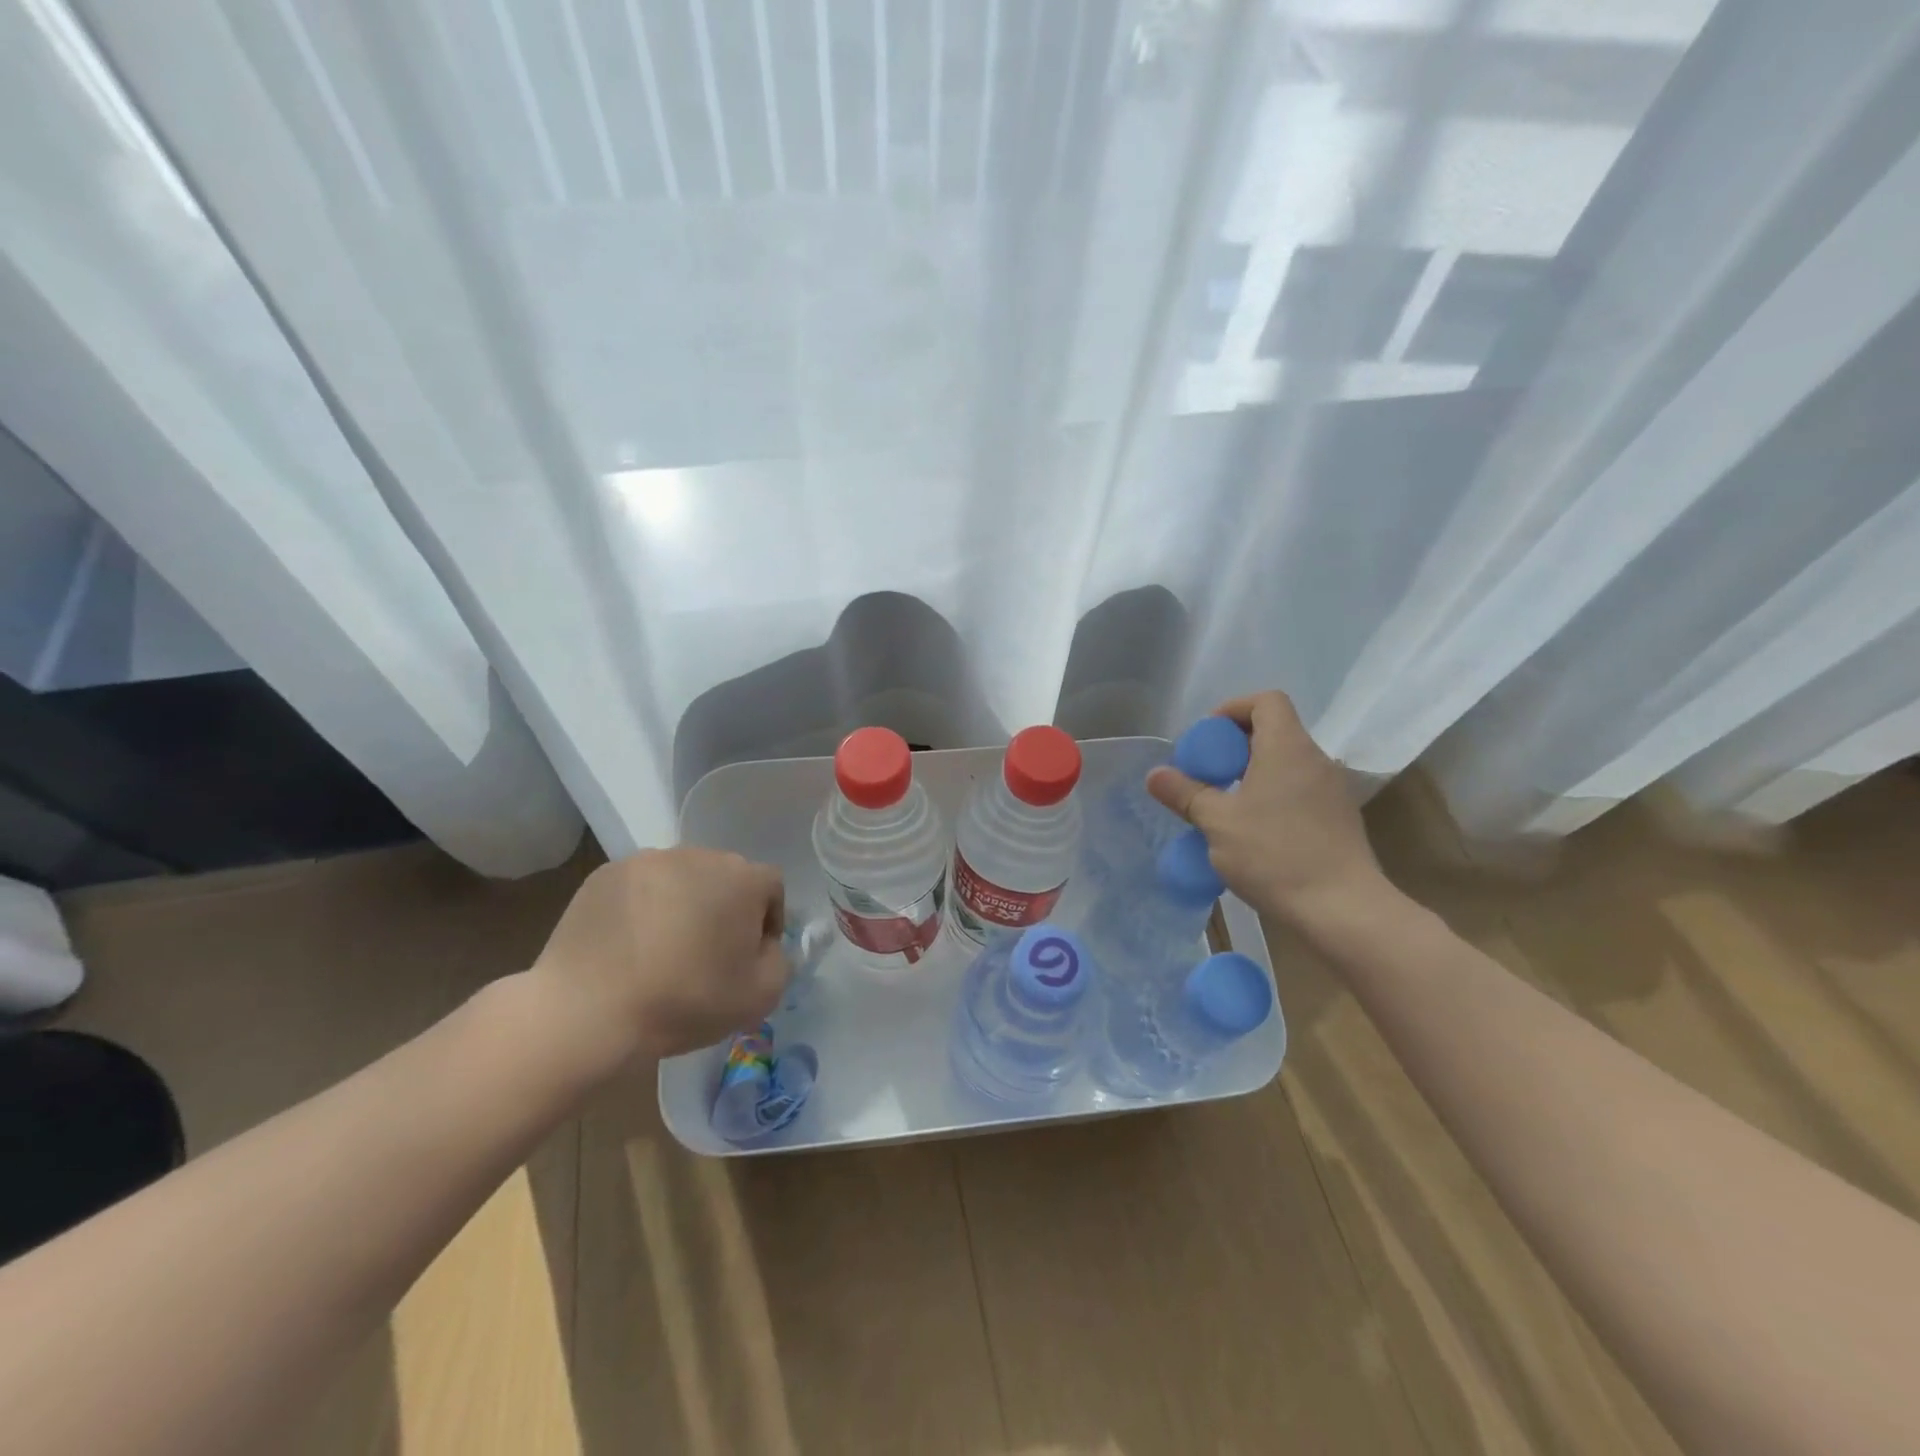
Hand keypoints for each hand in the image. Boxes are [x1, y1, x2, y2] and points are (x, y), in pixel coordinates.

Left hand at [525, 848, 787, 1073]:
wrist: (588, 1011)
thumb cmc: (685, 1001)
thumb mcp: (760, 996)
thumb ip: (779, 961)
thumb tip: (763, 946)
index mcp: (743, 878)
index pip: (771, 888)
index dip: (767, 922)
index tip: (748, 957)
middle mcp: (700, 855)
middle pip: (726, 878)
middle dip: (724, 909)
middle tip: (707, 954)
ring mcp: (649, 860)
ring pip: (682, 879)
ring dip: (683, 904)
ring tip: (663, 949)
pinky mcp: (606, 874)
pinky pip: (640, 887)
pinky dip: (643, 908)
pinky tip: (629, 946)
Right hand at [1147, 691, 1390, 935]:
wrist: (1344, 910)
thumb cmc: (1275, 855)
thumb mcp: (1218, 823)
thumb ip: (1185, 793)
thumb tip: (1156, 775)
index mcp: (1287, 748)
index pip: (1266, 701)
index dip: (1232, 709)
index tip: (1206, 740)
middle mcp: (1315, 760)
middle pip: (1273, 731)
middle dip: (1233, 747)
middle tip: (1205, 775)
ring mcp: (1331, 791)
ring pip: (1285, 765)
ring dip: (1251, 775)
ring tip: (1222, 806)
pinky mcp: (1338, 819)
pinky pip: (1297, 791)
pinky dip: (1271, 797)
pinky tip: (1251, 833)